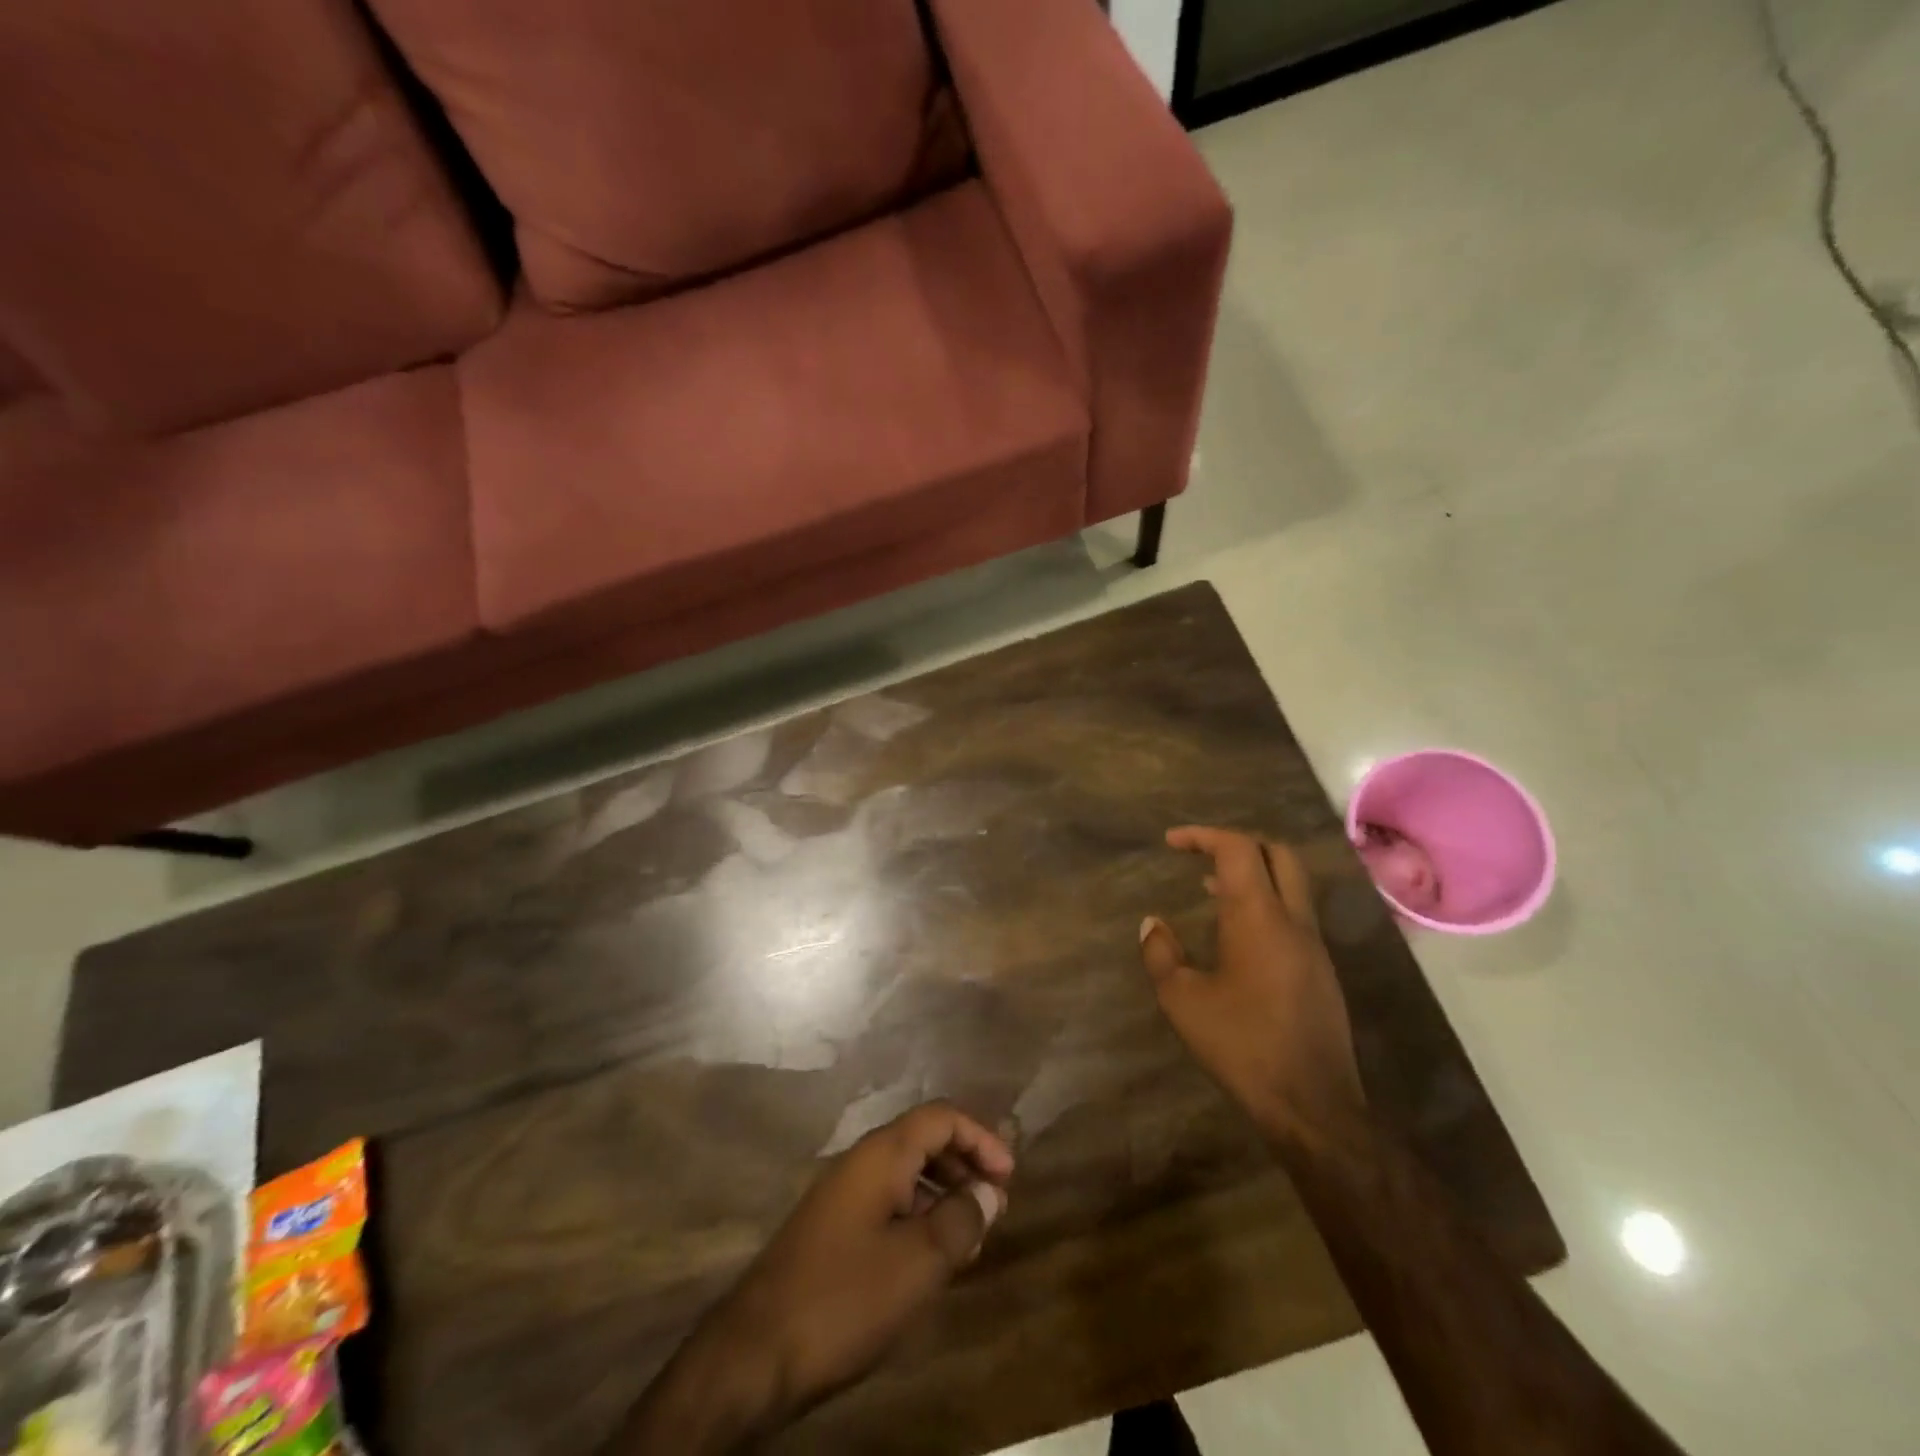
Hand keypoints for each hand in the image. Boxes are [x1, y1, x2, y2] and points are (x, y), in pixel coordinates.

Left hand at [623, 1103, 1012, 1452]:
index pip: (941, 1117)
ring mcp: (841, 1194)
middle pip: (923, 1139)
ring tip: (970, 1235)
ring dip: (943, 1192)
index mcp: (881, 1154)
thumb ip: (961, 1220)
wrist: (755, 1352)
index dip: (980, 1137)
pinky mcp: (831, 1228)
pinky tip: (929, 1257)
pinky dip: (917, 1215)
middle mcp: (860, 1161)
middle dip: (964, 1163)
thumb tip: (991, 1192)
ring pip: (905, 1172)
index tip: (1009, 1176)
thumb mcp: (918, 1262)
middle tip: (994, 1204)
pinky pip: (887, 1202)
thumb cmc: (845, 1297)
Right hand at [1141, 826, 1364, 1144]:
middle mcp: (1293, 920)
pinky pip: (1295, 914)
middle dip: (1238, 843)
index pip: (1238, 849)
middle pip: (1278, 854)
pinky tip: (1237, 935)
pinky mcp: (1321, 971)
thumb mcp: (1183, 1000)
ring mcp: (1314, 946)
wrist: (1312, 1104)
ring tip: (1210, 888)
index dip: (1203, 835)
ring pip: (1291, 884)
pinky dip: (1266, 903)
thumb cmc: (1242, 1044)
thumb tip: (1152, 924)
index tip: (1171, 842)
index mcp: (1259, 917)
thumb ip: (1161, 954)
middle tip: (1201, 854)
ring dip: (1253, 874)